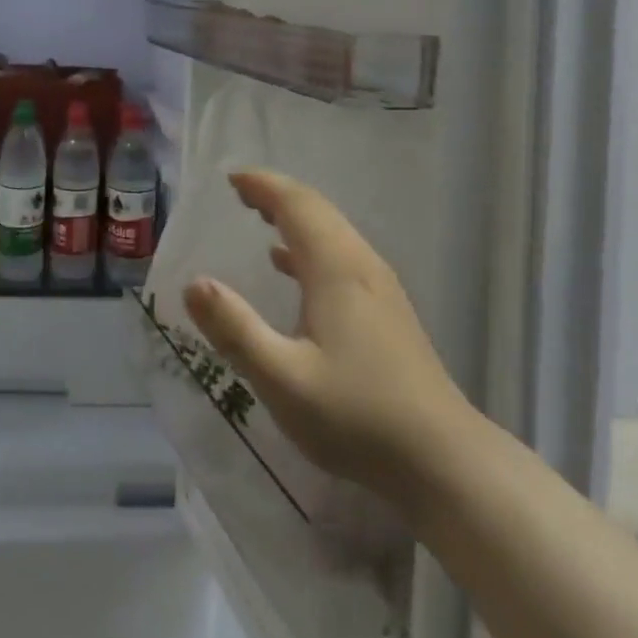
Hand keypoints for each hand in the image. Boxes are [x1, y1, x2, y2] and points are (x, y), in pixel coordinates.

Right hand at [183, 170, 471, 505]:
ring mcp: (380, 287)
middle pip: (317, 210)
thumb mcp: (283, 379)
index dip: (263, 185)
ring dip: (295, 217)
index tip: (230, 178)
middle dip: (277, 195)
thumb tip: (194, 283)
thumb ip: (235, 329)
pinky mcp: (388, 310)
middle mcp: (360, 264)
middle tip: (239, 193)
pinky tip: (291, 267)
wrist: (443, 459)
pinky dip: (310, 245)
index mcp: (335, 267)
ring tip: (260, 217)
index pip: (296, 203)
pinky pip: (341, 255)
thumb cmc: (357, 416)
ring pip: (332, 231)